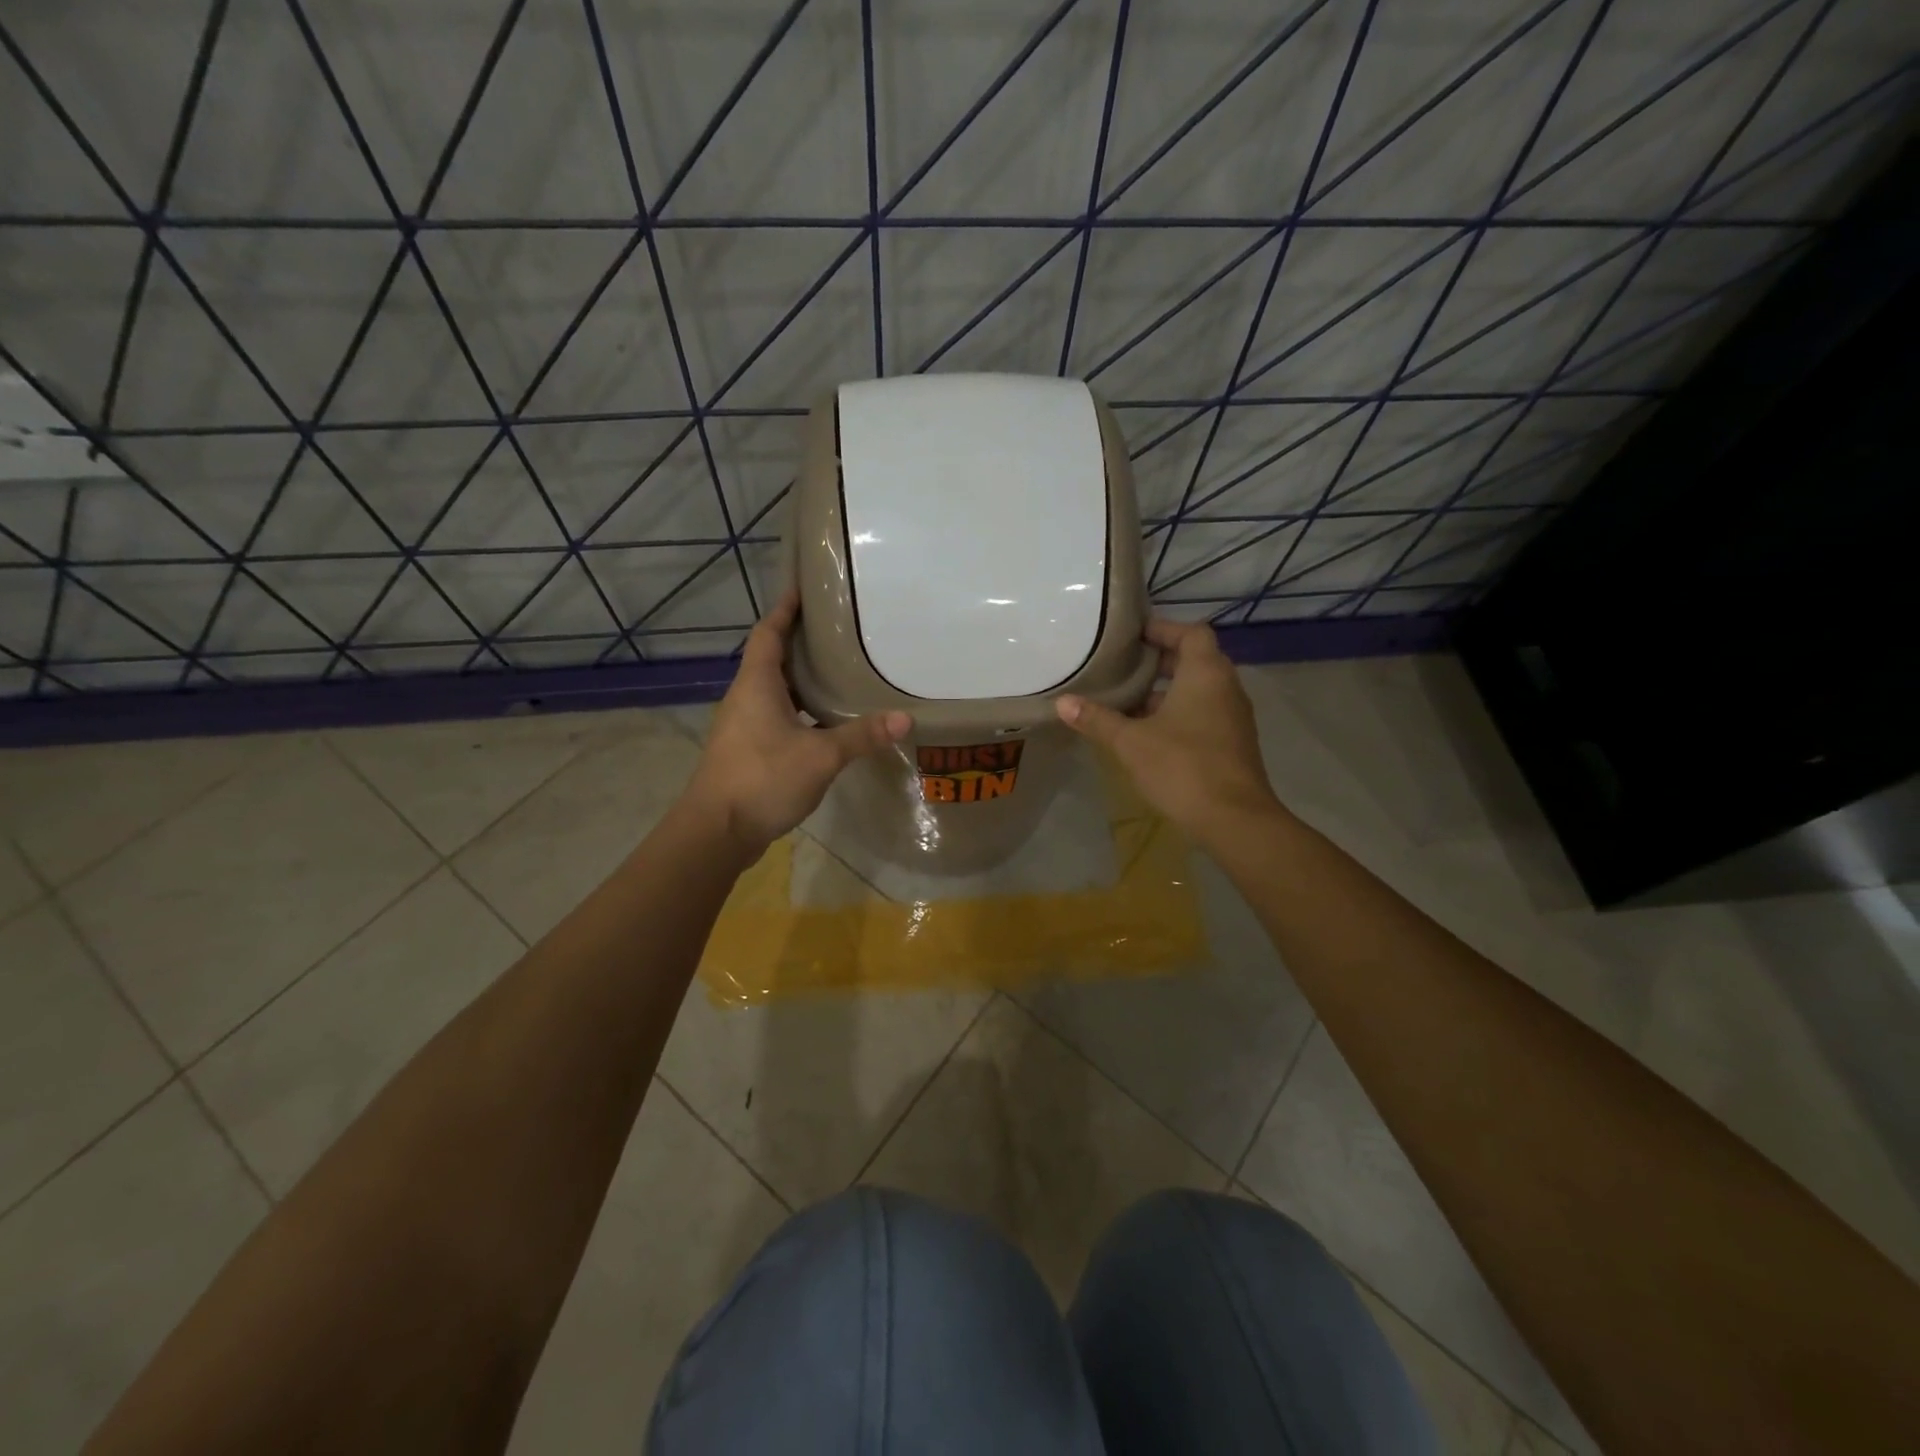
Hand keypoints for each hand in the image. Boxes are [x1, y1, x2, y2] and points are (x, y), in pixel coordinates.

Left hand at [684, 589, 911, 856]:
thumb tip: (906, 718)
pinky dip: (799, 710)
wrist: (716, 831)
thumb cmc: (763, 779)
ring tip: (838, 671)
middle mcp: (745, 698)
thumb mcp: (820, 756)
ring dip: (800, 680)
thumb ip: (861, 736)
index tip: (804, 589)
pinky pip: (775, 716)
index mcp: (756, 684)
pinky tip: (825, 722)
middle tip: (838, 631)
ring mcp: (742, 726)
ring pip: (774, 690)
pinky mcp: (746, 751)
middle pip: (771, 659)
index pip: (768, 633)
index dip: (784, 609)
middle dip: (800, 643)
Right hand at [1055, 618, 1283, 841]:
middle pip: (1195, 660)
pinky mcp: (1233, 743)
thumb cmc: (1182, 767)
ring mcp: (1233, 717)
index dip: (1163, 629)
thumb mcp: (1130, 742)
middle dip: (1159, 662)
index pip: (1191, 632)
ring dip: (1167, 691)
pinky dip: (1179, 714)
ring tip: (1128, 700)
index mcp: (1206, 673)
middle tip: (1123, 667)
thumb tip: (1062, 702)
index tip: (1133, 636)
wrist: (1234, 819)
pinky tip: (1148, 733)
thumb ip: (1097, 719)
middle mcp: (1226, 687)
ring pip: (1199, 690)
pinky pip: (1204, 714)